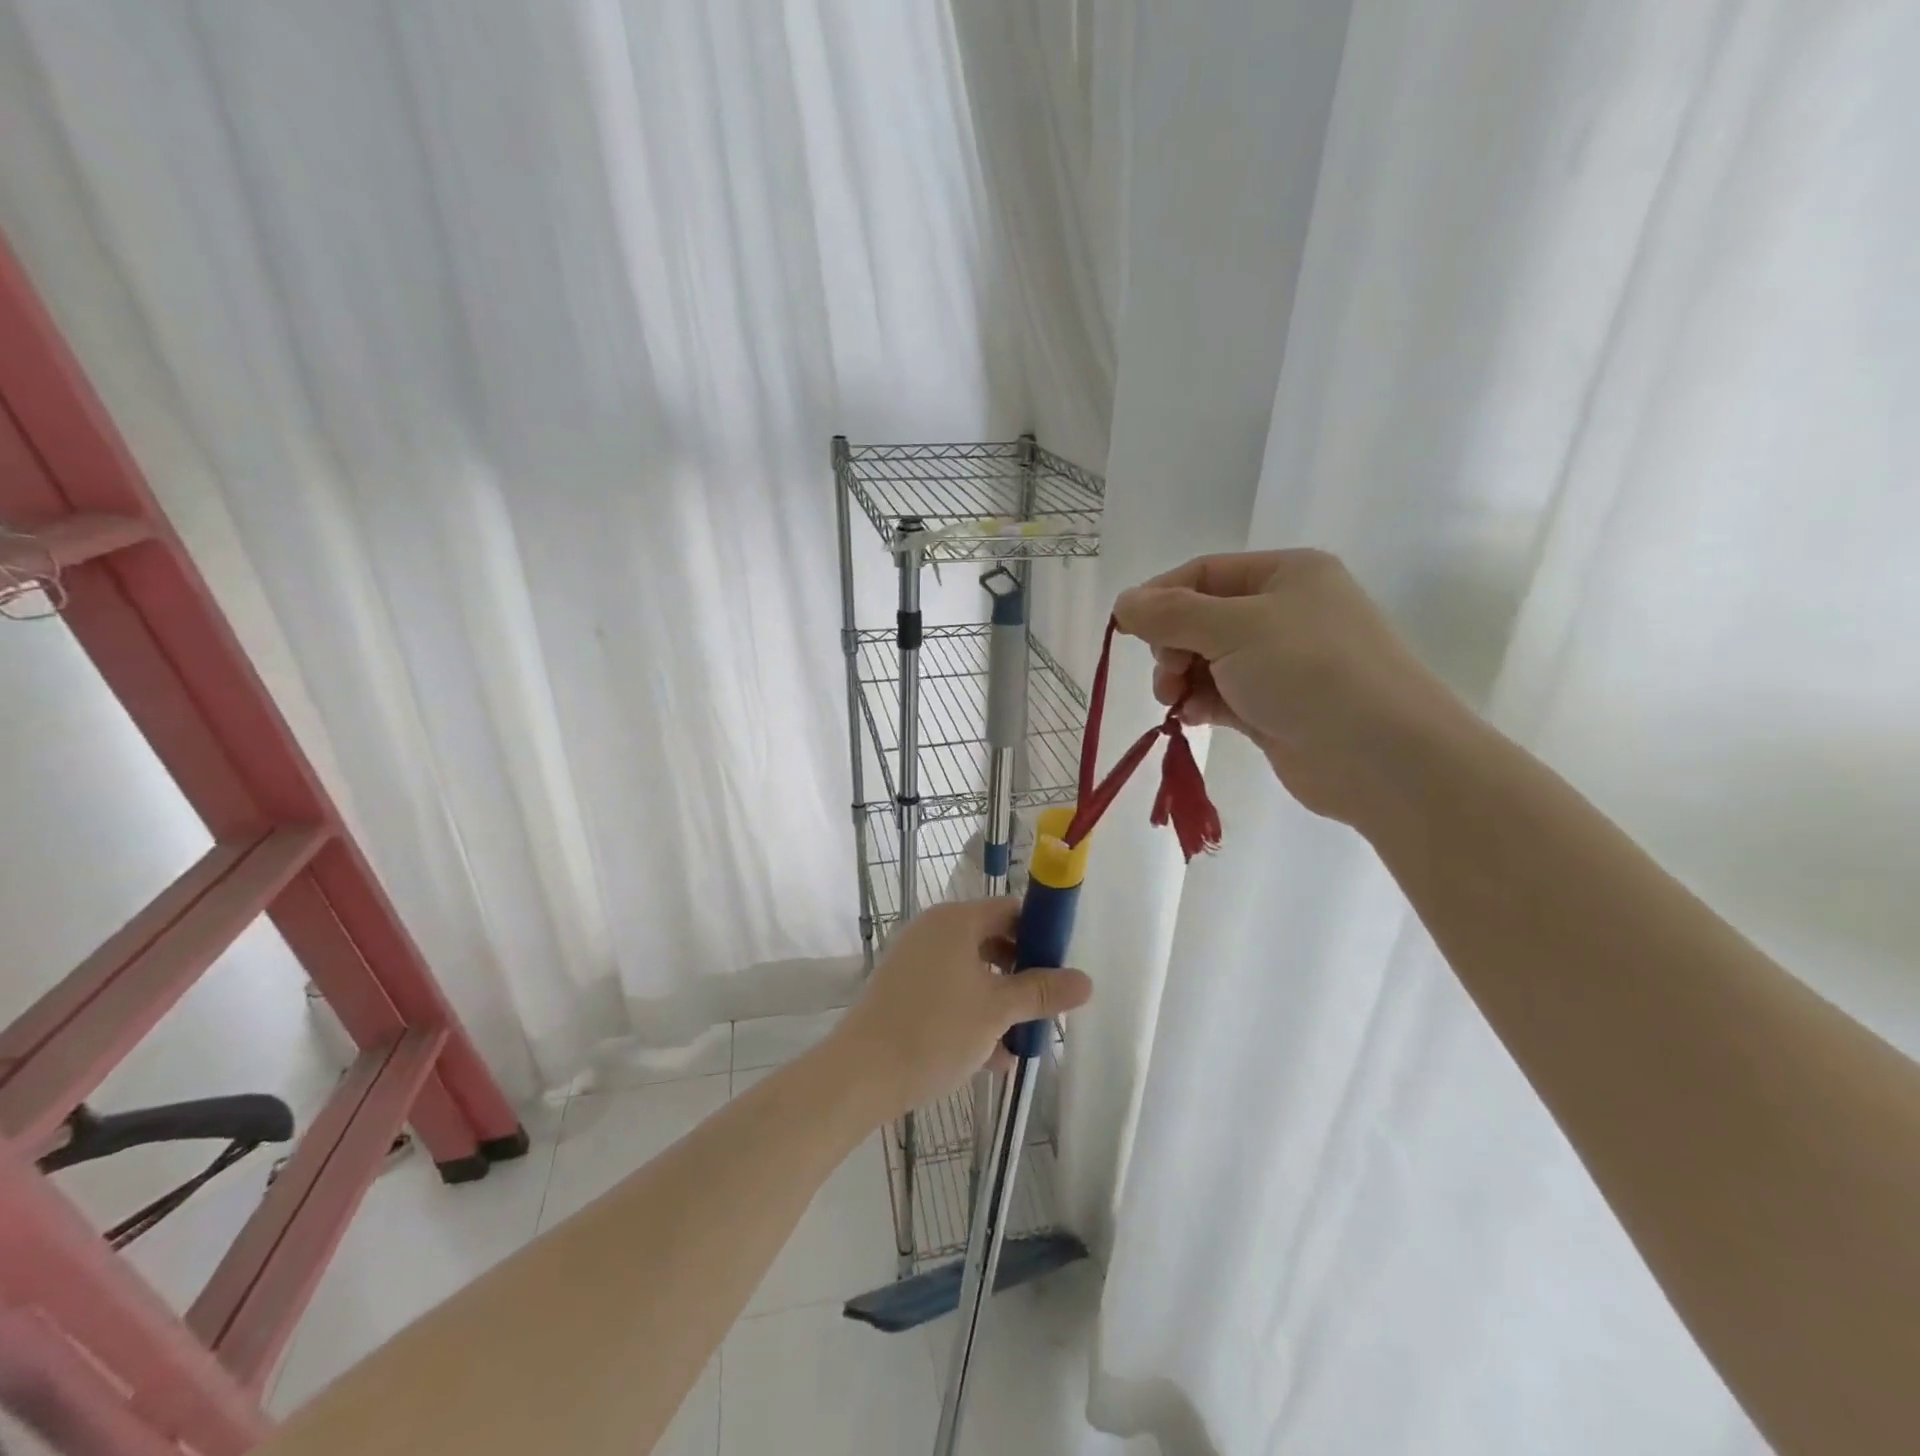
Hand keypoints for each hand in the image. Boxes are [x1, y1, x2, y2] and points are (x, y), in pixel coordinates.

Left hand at [829, 899, 1092, 1121]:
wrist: (861, 1075)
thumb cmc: (935, 1031)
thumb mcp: (997, 1011)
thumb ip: (1041, 992)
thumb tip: (1086, 981)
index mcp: (956, 921)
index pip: (1010, 910)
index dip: (1040, 935)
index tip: (1061, 969)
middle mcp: (933, 931)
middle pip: (992, 941)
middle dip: (1022, 975)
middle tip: (1046, 1007)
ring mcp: (914, 960)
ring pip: (971, 972)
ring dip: (1000, 1001)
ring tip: (1024, 1040)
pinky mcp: (902, 990)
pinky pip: (949, 992)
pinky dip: (972, 1014)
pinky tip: (993, 1057)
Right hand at [1113, 549, 1466, 826]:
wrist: (1382, 757)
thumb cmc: (1310, 671)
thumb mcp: (1234, 630)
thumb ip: (1171, 615)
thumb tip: (1122, 602)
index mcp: (1284, 575)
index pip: (1202, 574)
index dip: (1159, 598)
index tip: (1126, 630)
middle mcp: (1283, 612)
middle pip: (1200, 619)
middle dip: (1172, 645)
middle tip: (1166, 673)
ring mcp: (1280, 663)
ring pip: (1207, 661)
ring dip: (1181, 678)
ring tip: (1175, 700)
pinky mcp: (1274, 707)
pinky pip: (1221, 695)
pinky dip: (1200, 703)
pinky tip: (1191, 718)